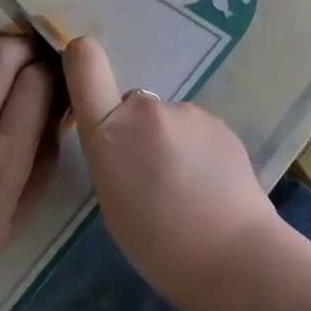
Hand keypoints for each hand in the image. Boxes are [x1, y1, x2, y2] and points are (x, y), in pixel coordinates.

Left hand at [0, 32, 59, 288]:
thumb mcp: (21, 213)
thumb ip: (46, 159)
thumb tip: (61, 110)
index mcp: (4, 161)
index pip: (35, 87)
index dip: (51, 69)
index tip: (56, 74)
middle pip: (3, 58)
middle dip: (26, 45)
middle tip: (34, 52)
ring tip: (7, 50)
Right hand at [63, 37, 280, 309]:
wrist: (231, 253)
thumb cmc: (157, 243)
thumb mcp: (111, 199)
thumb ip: (111, 154)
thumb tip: (126, 140)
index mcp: (109, 132)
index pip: (85, 66)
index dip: (80, 56)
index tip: (79, 58)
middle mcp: (145, 109)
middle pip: (131, 105)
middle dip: (136, 129)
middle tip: (152, 175)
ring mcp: (187, 111)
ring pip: (166, 120)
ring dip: (169, 141)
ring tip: (186, 186)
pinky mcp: (219, 121)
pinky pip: (195, 130)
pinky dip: (197, 148)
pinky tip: (209, 183)